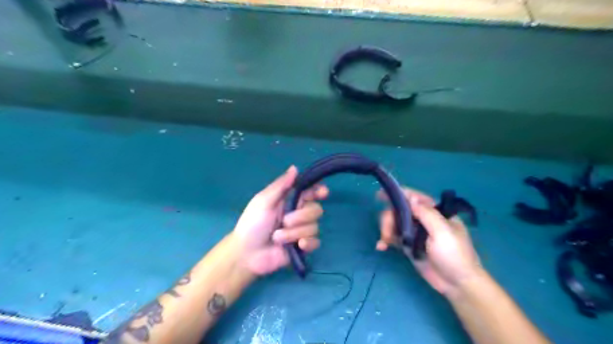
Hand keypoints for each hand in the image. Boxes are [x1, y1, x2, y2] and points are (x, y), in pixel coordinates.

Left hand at [232, 165, 327, 275]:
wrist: (246, 253)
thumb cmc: (252, 224)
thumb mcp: (263, 201)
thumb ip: (281, 186)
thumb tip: (295, 167)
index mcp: (290, 200)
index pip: (311, 192)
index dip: (319, 191)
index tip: (322, 193)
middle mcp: (299, 214)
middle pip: (316, 209)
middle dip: (301, 216)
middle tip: (284, 221)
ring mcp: (301, 230)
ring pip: (314, 227)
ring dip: (294, 232)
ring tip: (277, 237)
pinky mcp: (303, 246)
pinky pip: (316, 242)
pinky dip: (308, 243)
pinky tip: (299, 245)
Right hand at [376, 188, 480, 295]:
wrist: (457, 284)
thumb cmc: (454, 255)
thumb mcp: (443, 232)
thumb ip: (426, 213)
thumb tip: (410, 198)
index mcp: (435, 212)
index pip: (414, 197)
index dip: (398, 194)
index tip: (380, 195)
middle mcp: (423, 219)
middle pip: (399, 210)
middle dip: (389, 218)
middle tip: (386, 232)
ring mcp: (415, 232)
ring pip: (394, 223)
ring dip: (386, 229)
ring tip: (384, 242)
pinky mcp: (409, 245)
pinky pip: (393, 237)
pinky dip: (385, 240)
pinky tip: (381, 246)